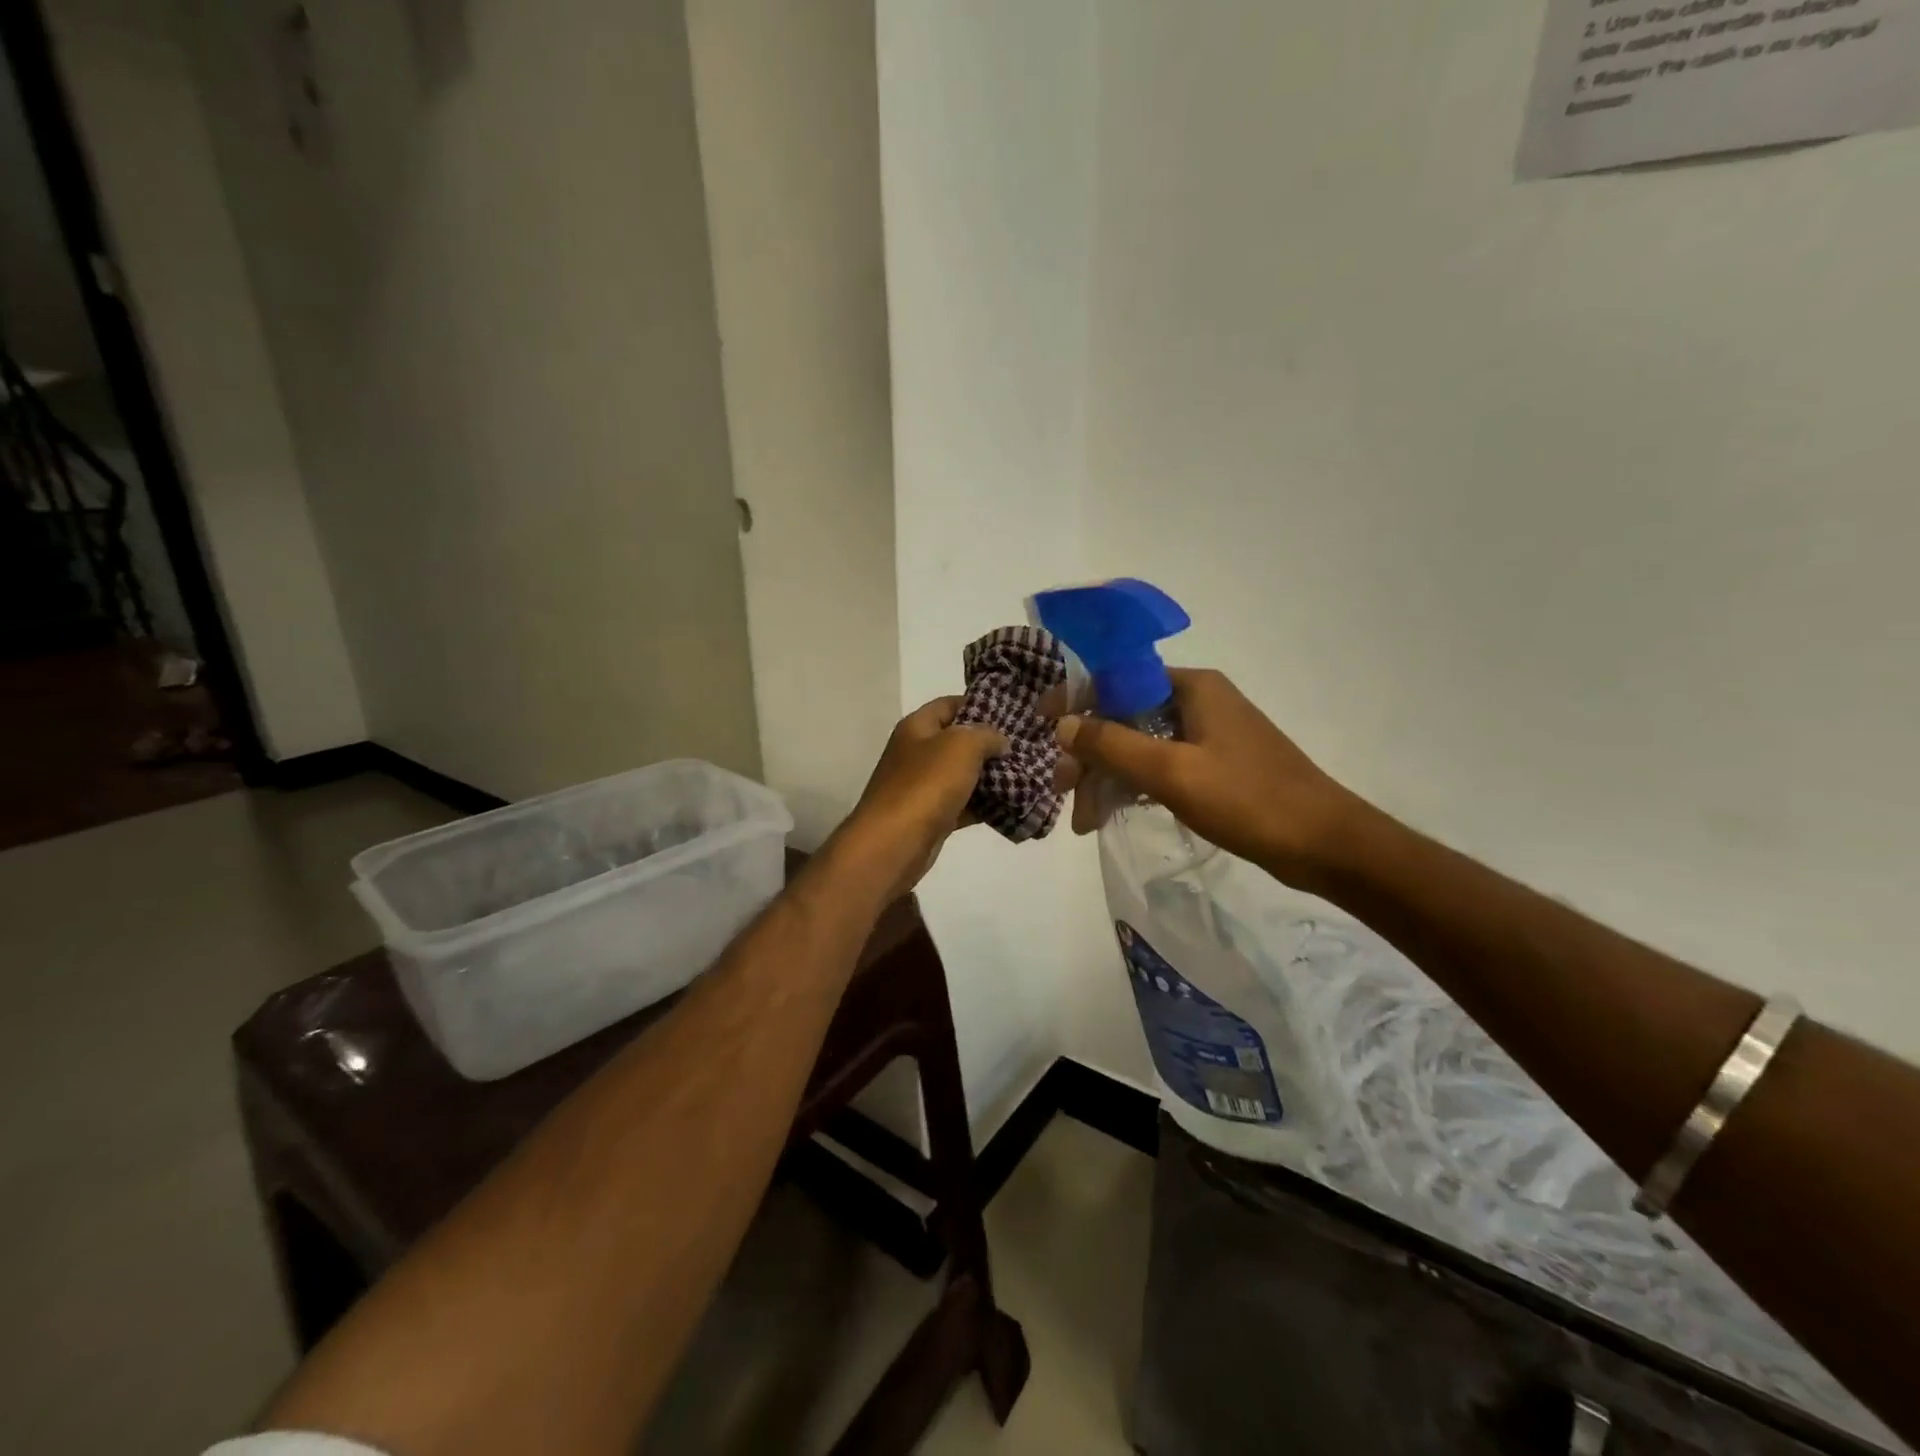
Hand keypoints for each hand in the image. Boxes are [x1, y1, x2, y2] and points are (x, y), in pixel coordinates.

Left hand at [836, 697, 1007, 899]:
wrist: (895, 843)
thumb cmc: (926, 784)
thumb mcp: (961, 745)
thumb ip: (985, 734)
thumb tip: (999, 741)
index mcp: (917, 727)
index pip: (949, 704)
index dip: (980, 704)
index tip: (1013, 714)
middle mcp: (917, 753)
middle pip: (959, 741)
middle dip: (991, 745)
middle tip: (1027, 747)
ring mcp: (923, 787)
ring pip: (964, 776)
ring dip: (992, 777)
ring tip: (1028, 775)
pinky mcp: (932, 817)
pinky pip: (964, 805)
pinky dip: (986, 806)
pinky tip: (1013, 806)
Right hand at [1054, 668, 1361, 889]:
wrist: (1325, 845)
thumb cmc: (1248, 799)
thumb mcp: (1172, 772)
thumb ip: (1112, 744)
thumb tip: (1062, 723)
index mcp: (1191, 687)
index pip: (1117, 679)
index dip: (1075, 701)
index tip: (1042, 729)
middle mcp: (1198, 701)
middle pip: (1124, 716)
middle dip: (1090, 754)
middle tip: (1064, 793)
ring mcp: (1207, 735)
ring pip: (1139, 745)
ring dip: (1108, 776)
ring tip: (1084, 820)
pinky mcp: (1214, 765)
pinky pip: (1160, 766)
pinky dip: (1134, 786)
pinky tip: (1113, 812)